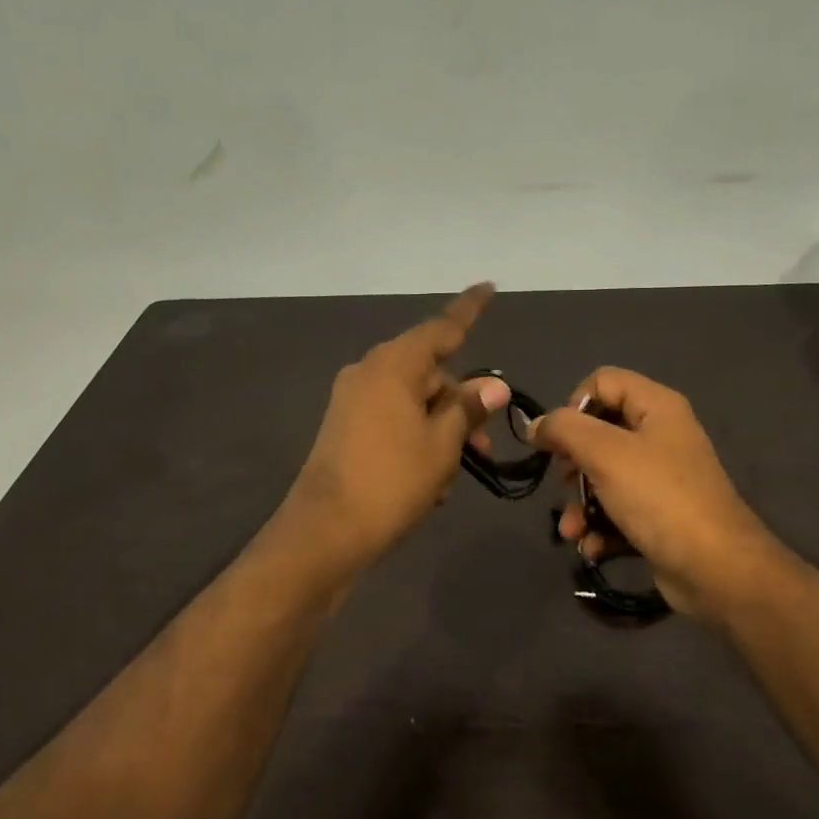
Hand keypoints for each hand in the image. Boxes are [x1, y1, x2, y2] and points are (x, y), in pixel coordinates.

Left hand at [284, 283, 510, 573]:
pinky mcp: (345, 428)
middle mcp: (369, 373)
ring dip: (441, 431)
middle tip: (484, 446)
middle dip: (461, 404)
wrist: (325, 532)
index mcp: (393, 365)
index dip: (469, 310)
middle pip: (430, 373)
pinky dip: (416, 441)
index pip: (442, 328)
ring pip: (413, 402)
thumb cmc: (392, 481)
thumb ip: (468, 408)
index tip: (489, 286)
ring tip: (452, 477)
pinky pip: (392, 421)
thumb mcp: (442, 444)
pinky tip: (429, 482)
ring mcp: (353, 401)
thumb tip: (493, 384)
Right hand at [530, 368, 774, 619]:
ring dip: (580, 504)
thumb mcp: (605, 454)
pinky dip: (599, 528)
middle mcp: (661, 436)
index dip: (574, 405)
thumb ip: (564, 430)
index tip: (560, 440)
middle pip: (598, 433)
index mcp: (657, 407)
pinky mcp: (658, 515)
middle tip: (566, 484)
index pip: (603, 382)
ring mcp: (661, 478)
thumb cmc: (659, 498)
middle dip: (573, 464)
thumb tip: (536, 425)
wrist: (715, 569)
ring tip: (572, 530)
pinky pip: (617, 510)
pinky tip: (592, 547)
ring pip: (603, 477)